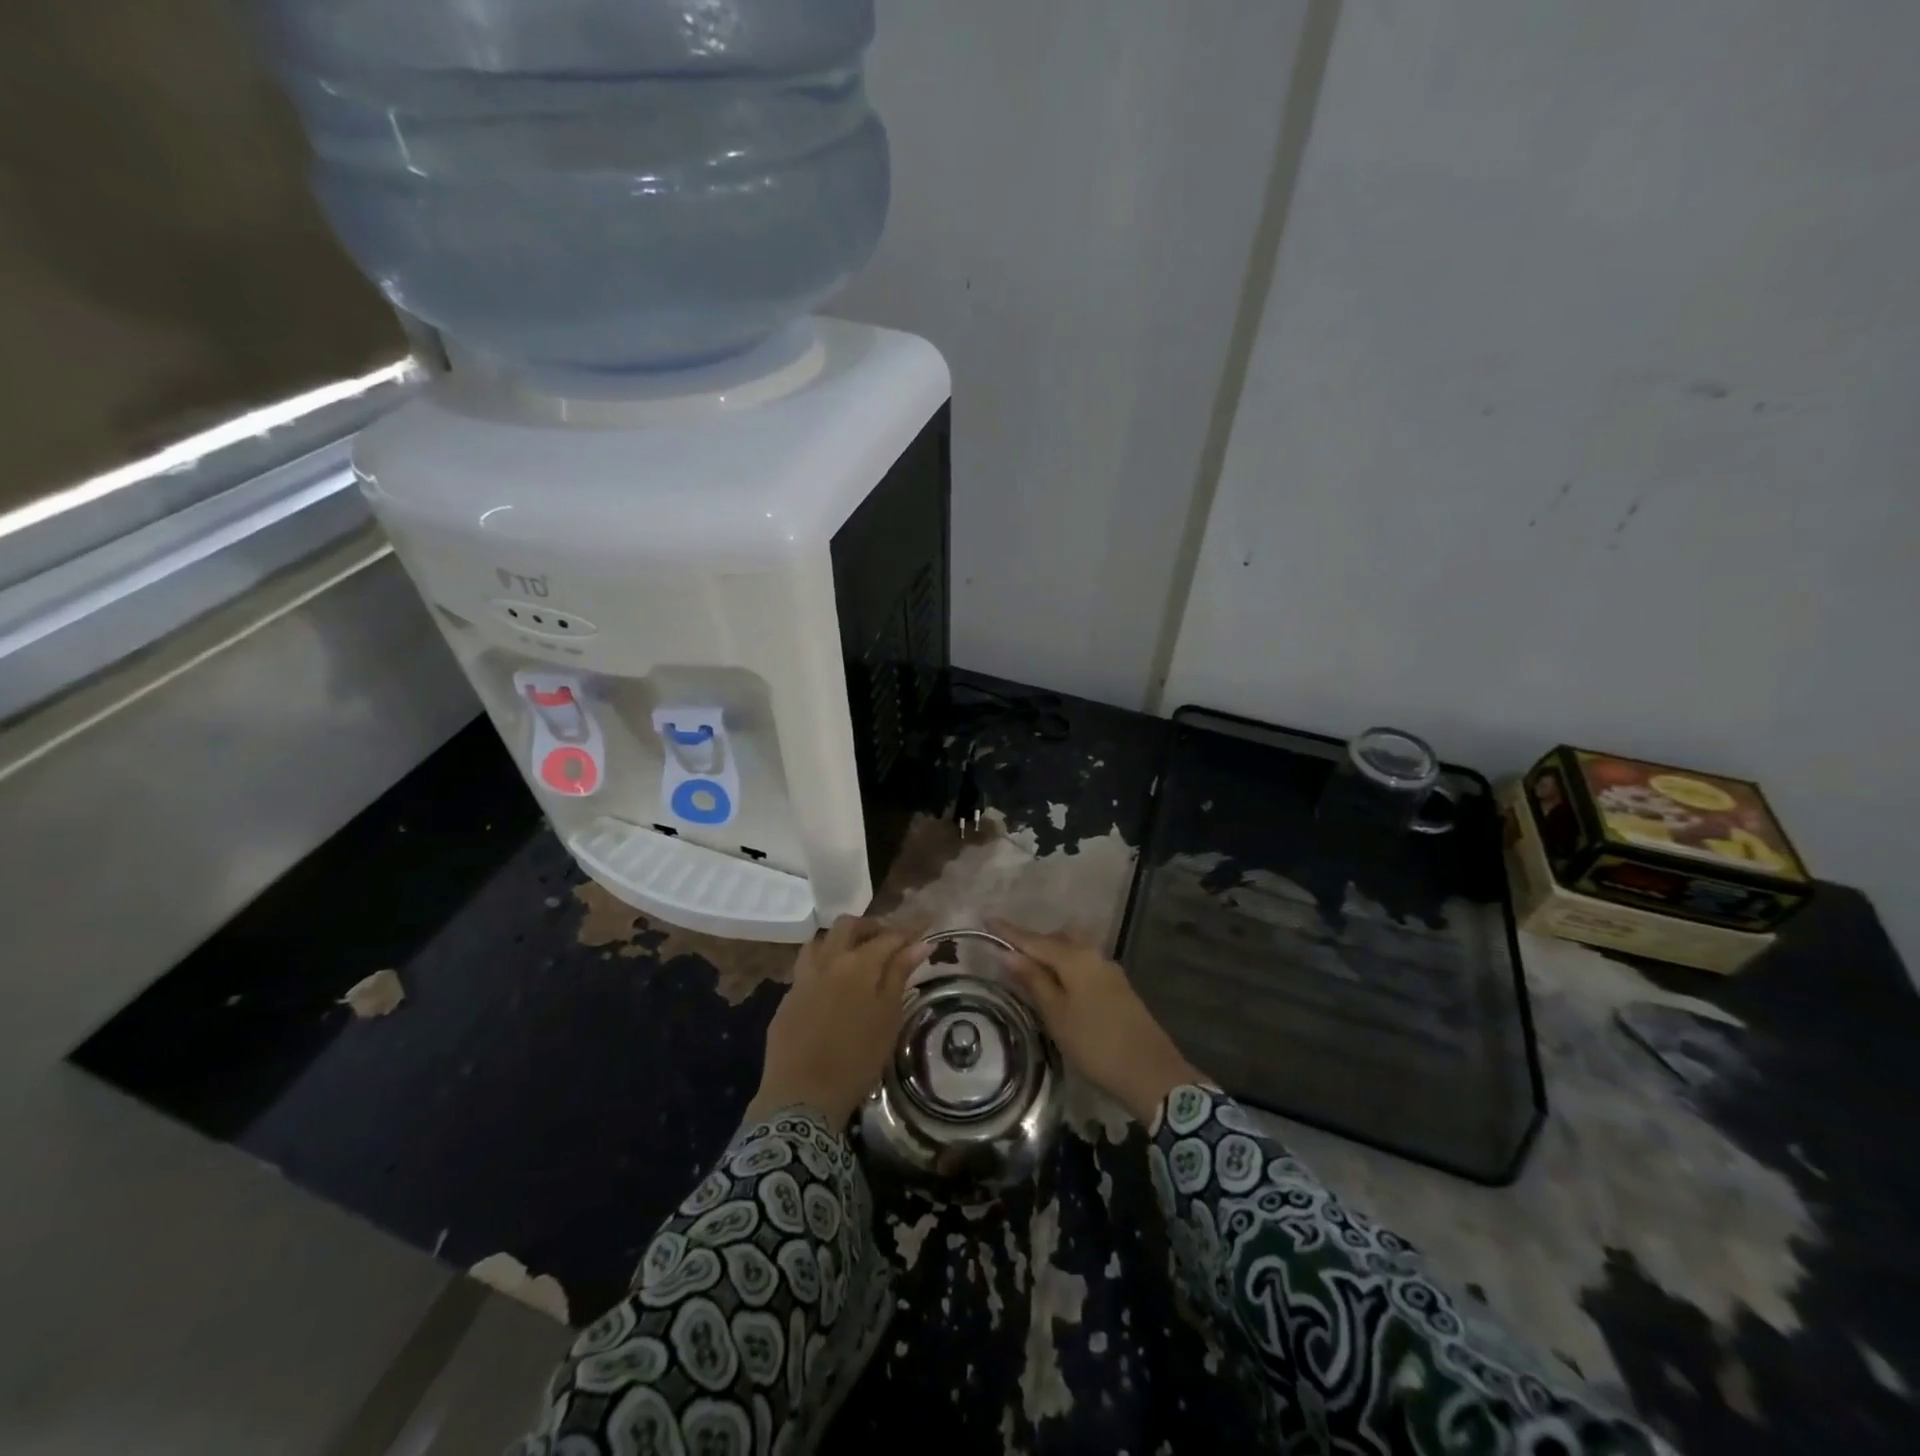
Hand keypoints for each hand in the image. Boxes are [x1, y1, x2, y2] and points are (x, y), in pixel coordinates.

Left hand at [745, 916, 929, 1128]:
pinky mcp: (787, 997)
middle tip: (887, 941)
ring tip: (855, 958)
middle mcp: (828, 961)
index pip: (888, 936)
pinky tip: (831, 986)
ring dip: (840, 941)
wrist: (802, 1096)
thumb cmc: (857, 1059)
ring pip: (821, 941)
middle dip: (871, 926)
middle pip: (848, 926)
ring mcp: (803, 977)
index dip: (908, 931)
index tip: (923, 928)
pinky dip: (823, 965)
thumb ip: (900, 975)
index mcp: (858, 964)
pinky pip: (805, 967)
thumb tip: (919, 944)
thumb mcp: (888, 1018)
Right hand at [990, 919, 1203, 1123]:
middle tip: (1007, 952)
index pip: (1034, 939)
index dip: (1009, 931)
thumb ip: (1033, 981)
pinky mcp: (1118, 988)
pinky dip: (1065, 968)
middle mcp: (1093, 956)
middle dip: (1032, 942)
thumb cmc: (1096, 1044)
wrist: (1152, 1073)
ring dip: (1050, 954)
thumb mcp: (1056, 1014)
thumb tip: (1008, 954)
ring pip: (1073, 951)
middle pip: (1056, 939)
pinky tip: (1057, 985)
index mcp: (1075, 958)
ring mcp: (1109, 971)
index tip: (986, 918)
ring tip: (1029, 969)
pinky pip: (1083, 966)